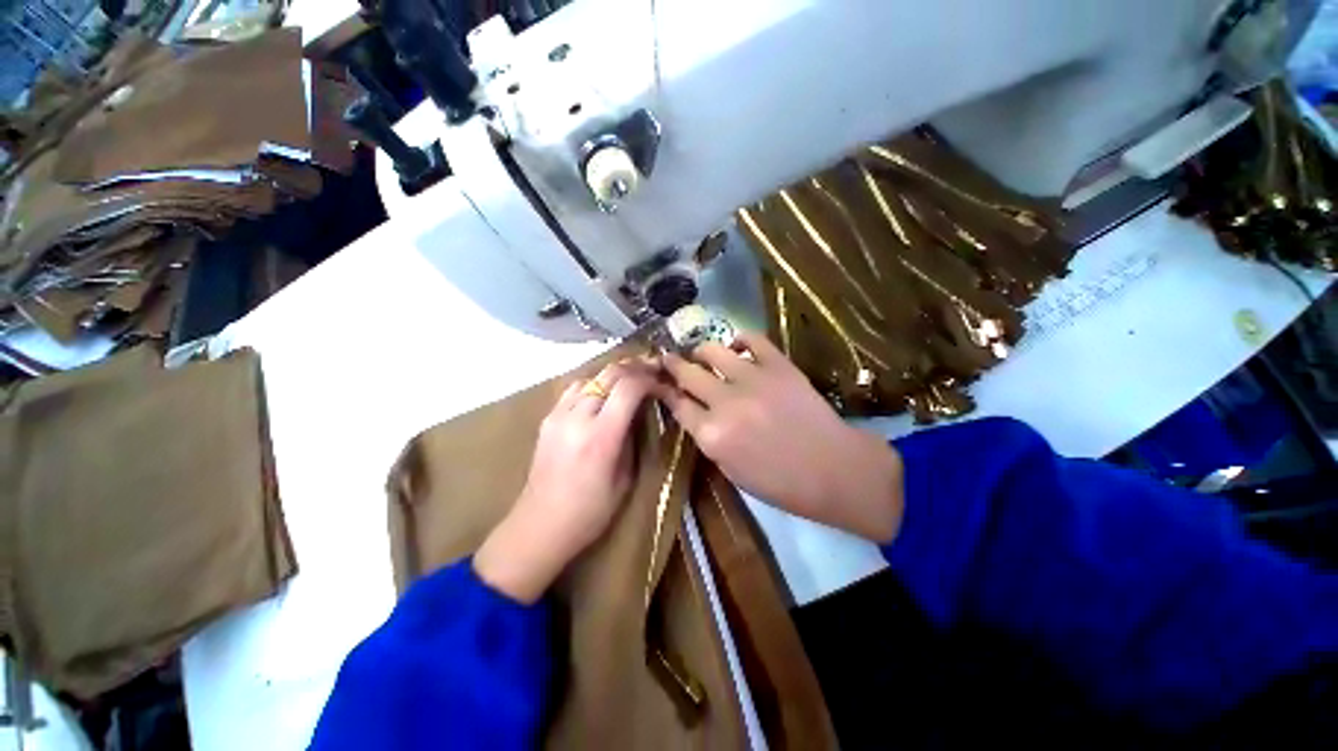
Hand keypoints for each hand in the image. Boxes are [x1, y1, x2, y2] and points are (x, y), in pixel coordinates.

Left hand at [475, 359, 655, 602]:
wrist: (540, 525)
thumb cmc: (590, 512)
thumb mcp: (625, 478)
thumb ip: (633, 437)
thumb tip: (640, 410)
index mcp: (601, 437)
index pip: (629, 388)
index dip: (649, 379)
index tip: (663, 383)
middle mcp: (577, 418)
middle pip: (609, 375)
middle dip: (635, 368)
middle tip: (653, 369)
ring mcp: (558, 415)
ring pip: (591, 377)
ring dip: (614, 374)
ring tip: (631, 378)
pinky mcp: (547, 418)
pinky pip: (574, 389)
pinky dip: (594, 384)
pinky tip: (603, 393)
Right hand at [658, 332, 902, 542]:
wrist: (833, 470)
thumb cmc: (781, 483)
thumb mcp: (731, 471)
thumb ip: (707, 439)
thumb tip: (694, 413)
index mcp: (712, 434)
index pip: (676, 404)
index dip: (665, 391)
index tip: (659, 383)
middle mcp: (725, 402)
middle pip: (687, 373)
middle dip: (672, 364)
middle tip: (668, 360)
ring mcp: (752, 378)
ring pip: (712, 350)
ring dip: (701, 351)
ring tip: (702, 355)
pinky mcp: (778, 365)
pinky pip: (752, 339)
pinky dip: (740, 339)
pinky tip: (737, 348)